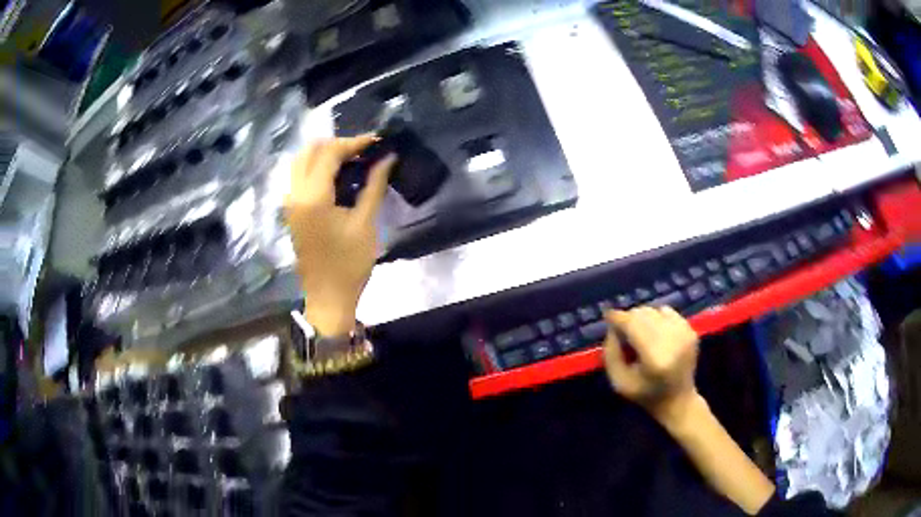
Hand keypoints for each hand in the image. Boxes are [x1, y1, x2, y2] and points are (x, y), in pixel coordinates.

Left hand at [283, 135, 396, 336]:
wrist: (328, 298)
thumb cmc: (349, 264)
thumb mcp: (365, 223)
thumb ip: (374, 185)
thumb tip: (387, 157)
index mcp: (312, 197)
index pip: (329, 153)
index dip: (354, 142)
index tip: (378, 141)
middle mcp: (294, 194)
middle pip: (310, 151)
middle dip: (337, 144)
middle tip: (364, 151)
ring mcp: (289, 203)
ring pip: (301, 161)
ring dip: (325, 154)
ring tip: (352, 160)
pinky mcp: (290, 211)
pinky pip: (299, 176)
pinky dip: (316, 167)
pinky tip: (337, 175)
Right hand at [603, 306, 700, 425]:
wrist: (678, 400)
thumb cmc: (645, 395)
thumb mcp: (619, 382)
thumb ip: (611, 353)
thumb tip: (612, 327)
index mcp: (655, 357)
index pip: (632, 324)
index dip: (617, 318)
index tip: (607, 317)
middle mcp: (673, 340)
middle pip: (643, 313)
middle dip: (629, 319)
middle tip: (623, 332)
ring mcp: (684, 332)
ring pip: (654, 309)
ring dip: (643, 318)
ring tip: (639, 334)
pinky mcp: (691, 329)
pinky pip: (667, 311)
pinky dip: (657, 318)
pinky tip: (655, 333)